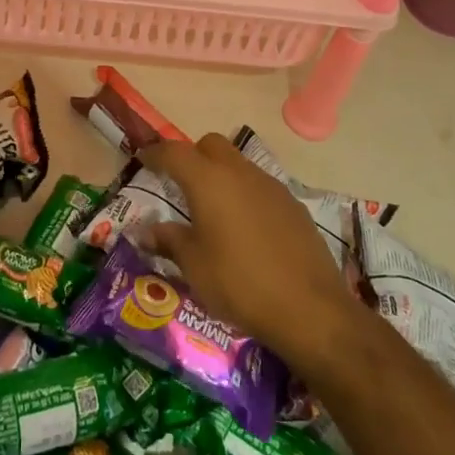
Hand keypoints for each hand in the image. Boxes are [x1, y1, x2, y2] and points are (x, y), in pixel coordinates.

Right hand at [136, 134, 364, 373]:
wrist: (310, 309)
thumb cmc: (240, 284)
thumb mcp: (195, 266)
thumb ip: (170, 241)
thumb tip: (147, 232)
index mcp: (209, 181)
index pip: (174, 153)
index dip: (156, 154)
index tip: (143, 159)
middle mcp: (240, 173)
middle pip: (210, 145)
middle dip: (192, 156)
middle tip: (181, 184)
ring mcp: (271, 186)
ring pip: (238, 164)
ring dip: (221, 175)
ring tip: (213, 210)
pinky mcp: (293, 205)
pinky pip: (260, 187)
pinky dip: (246, 195)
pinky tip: (246, 229)